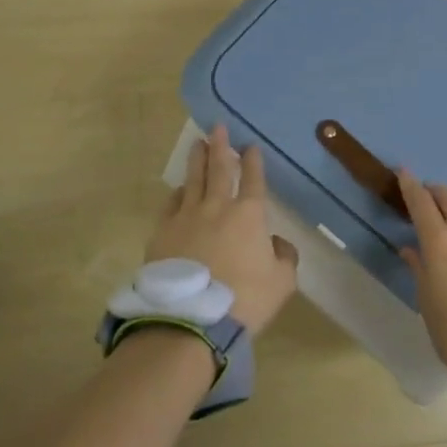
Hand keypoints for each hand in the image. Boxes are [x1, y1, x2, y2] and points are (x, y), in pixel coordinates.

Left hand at [147, 125, 298, 336]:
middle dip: (221, 147)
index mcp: (249, 214)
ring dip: (197, 160)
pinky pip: (171, 204)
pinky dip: (178, 193)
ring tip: (198, 144)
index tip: (251, 146)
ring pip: (192, 180)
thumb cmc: (245, 300)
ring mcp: (186, 218)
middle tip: (218, 127)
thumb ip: (284, 256)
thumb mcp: (282, 282)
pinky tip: (179, 189)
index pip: (253, 179)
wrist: (191, 320)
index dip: (253, 161)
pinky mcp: (162, 233)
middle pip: (219, 169)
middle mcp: (217, 207)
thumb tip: (276, 243)